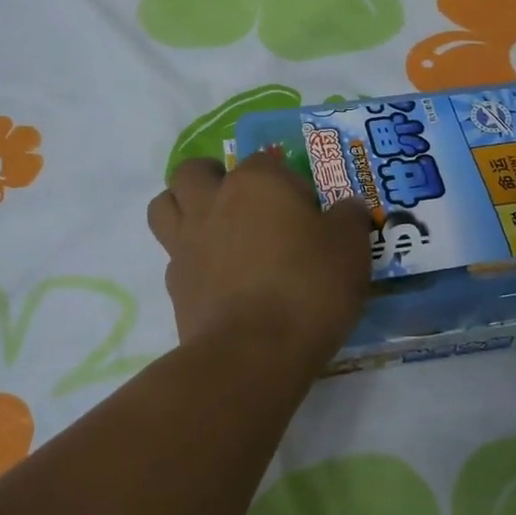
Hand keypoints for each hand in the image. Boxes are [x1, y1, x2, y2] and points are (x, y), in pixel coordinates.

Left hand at [147, 151, 371, 364]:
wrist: (252, 353)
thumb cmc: (307, 288)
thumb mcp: (350, 249)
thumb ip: (348, 219)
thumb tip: (346, 208)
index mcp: (256, 182)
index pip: (267, 161)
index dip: (288, 183)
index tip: (307, 213)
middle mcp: (212, 202)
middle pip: (194, 171)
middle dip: (212, 177)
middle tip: (240, 203)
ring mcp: (186, 242)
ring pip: (164, 205)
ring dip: (182, 207)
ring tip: (212, 227)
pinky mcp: (174, 284)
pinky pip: (173, 256)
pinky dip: (190, 259)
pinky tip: (215, 278)